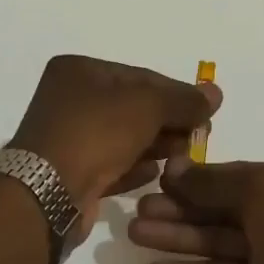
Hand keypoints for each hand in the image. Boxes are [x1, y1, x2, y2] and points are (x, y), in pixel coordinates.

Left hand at [10, 56, 220, 231]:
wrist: (48, 193)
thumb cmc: (96, 133)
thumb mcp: (148, 106)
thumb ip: (183, 100)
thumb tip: (215, 94)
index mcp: (79, 71)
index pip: (141, 77)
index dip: (177, 94)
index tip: (206, 112)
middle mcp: (70, 100)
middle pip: (134, 108)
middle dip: (169, 123)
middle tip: (199, 138)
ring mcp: (69, 138)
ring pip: (124, 138)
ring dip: (156, 146)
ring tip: (182, 158)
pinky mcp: (71, 173)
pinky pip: (111, 165)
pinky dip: (134, 168)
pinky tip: (154, 174)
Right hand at [128, 159, 263, 263]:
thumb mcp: (262, 192)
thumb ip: (213, 182)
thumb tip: (173, 167)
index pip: (238, 175)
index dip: (197, 178)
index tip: (158, 180)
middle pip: (223, 207)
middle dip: (182, 208)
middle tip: (138, 212)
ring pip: (219, 240)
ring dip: (179, 237)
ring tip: (137, 236)